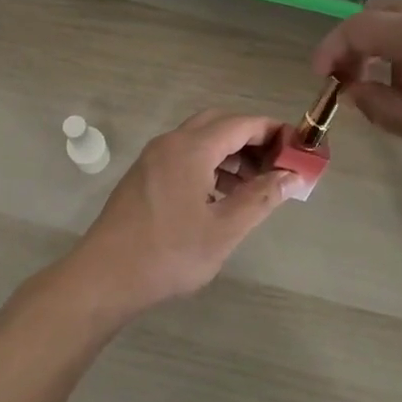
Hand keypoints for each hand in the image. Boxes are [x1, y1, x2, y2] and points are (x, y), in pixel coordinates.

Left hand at [61, 111, 293, 318]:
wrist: (104, 277)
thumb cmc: (169, 253)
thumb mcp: (224, 230)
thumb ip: (260, 198)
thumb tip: (291, 177)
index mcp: (191, 148)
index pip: (241, 123)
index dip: (272, 131)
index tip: (297, 147)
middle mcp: (171, 143)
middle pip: (219, 124)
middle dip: (251, 138)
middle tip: (276, 164)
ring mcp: (153, 158)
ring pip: (201, 140)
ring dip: (230, 153)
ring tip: (255, 184)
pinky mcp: (144, 176)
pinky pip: (185, 155)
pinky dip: (209, 164)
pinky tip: (221, 195)